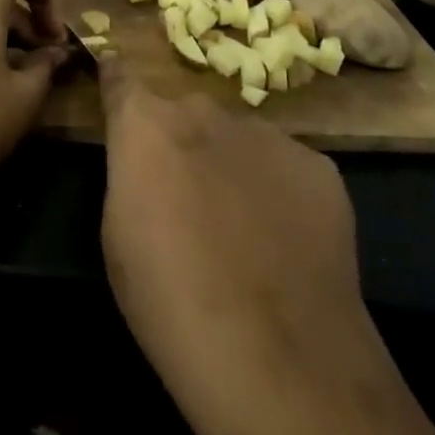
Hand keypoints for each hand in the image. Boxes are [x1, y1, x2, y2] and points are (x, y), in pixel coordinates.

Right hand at [96, 53, 434, 434]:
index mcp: (146, 122)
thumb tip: (146, 160)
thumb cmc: (170, 301)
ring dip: (232, 167)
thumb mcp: (117, 234)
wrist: (279, 359)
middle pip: (184, 113)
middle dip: (182, 143)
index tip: (116, 93)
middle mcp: (204, 109)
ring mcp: (267, 133)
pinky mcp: (318, 166)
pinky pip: (285, 167)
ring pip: (238, 140)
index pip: (120, 75)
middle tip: (188, 200)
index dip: (117, 85)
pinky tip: (287, 246)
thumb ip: (131, 174)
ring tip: (244, 232)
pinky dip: (279, 193)